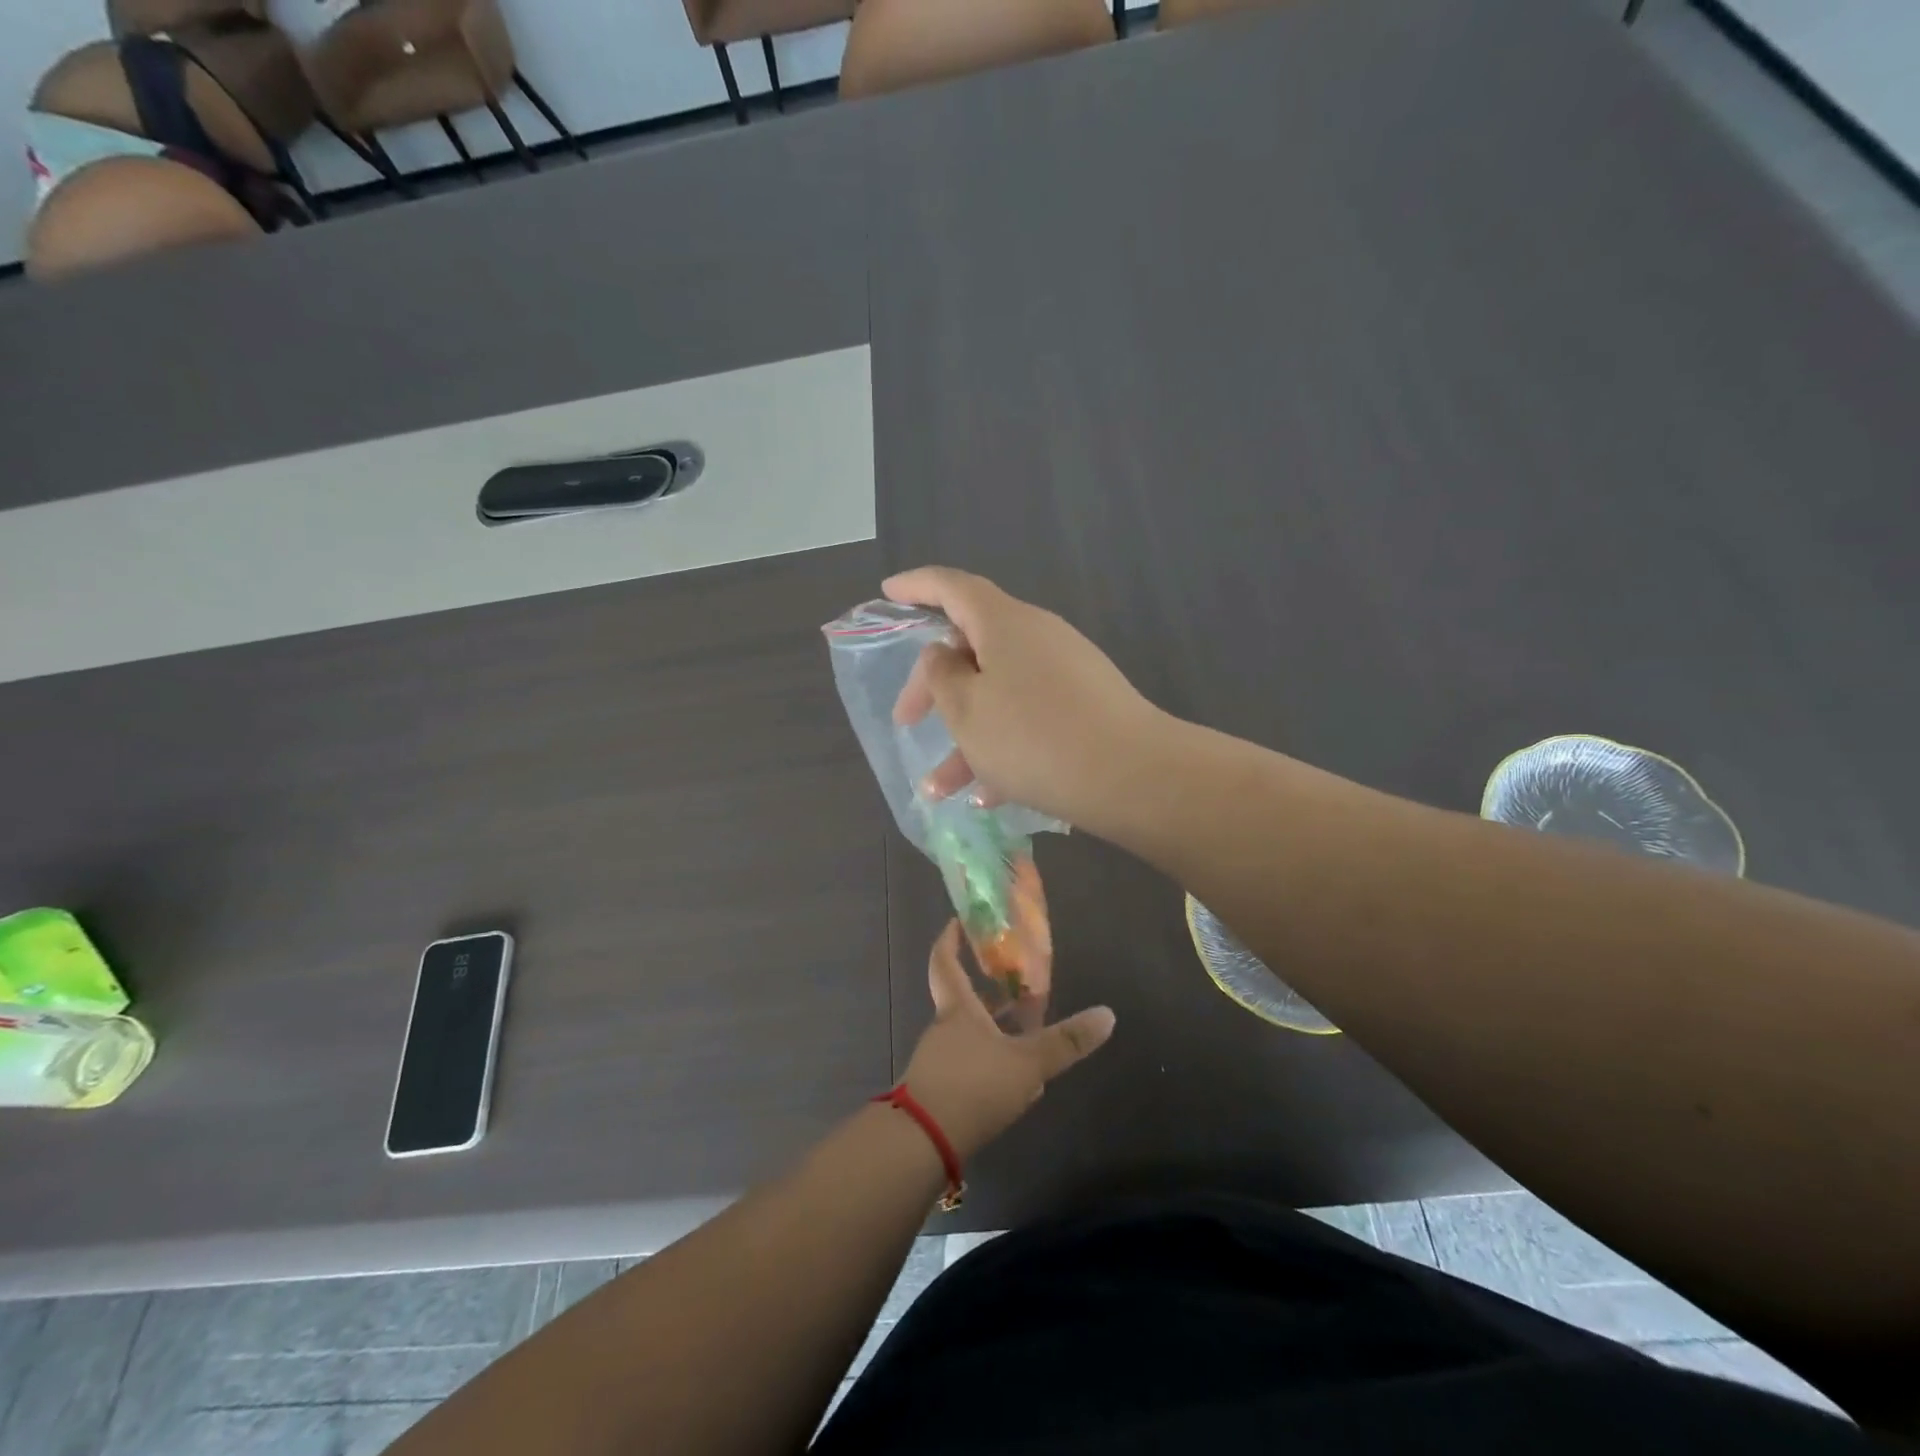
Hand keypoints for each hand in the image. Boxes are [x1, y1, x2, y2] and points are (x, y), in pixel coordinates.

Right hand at [884, 566, 1169, 833]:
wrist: (1132, 776)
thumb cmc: (1033, 737)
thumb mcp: (966, 709)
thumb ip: (942, 675)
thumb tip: (944, 654)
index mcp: (1004, 622)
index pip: (952, 587)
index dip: (916, 587)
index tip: (888, 593)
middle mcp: (1037, 637)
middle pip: (974, 647)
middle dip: (934, 686)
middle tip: (906, 722)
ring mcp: (1066, 672)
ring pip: (999, 694)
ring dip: (966, 735)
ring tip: (938, 788)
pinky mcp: (1086, 707)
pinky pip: (1031, 718)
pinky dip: (1003, 747)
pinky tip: (987, 795)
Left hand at [900, 921, 1114, 1160]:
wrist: (923, 1141)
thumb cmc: (973, 1085)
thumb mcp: (1027, 1063)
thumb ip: (1066, 1042)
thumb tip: (1108, 1014)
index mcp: (958, 1009)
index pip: (945, 962)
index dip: (949, 939)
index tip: (957, 921)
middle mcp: (944, 1028)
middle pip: (962, 999)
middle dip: (987, 990)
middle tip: (1016, 983)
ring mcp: (938, 1061)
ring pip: (968, 1034)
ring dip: (992, 1028)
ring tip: (1026, 1030)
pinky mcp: (939, 1091)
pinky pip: (967, 1063)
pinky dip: (988, 1060)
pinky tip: (1013, 1078)